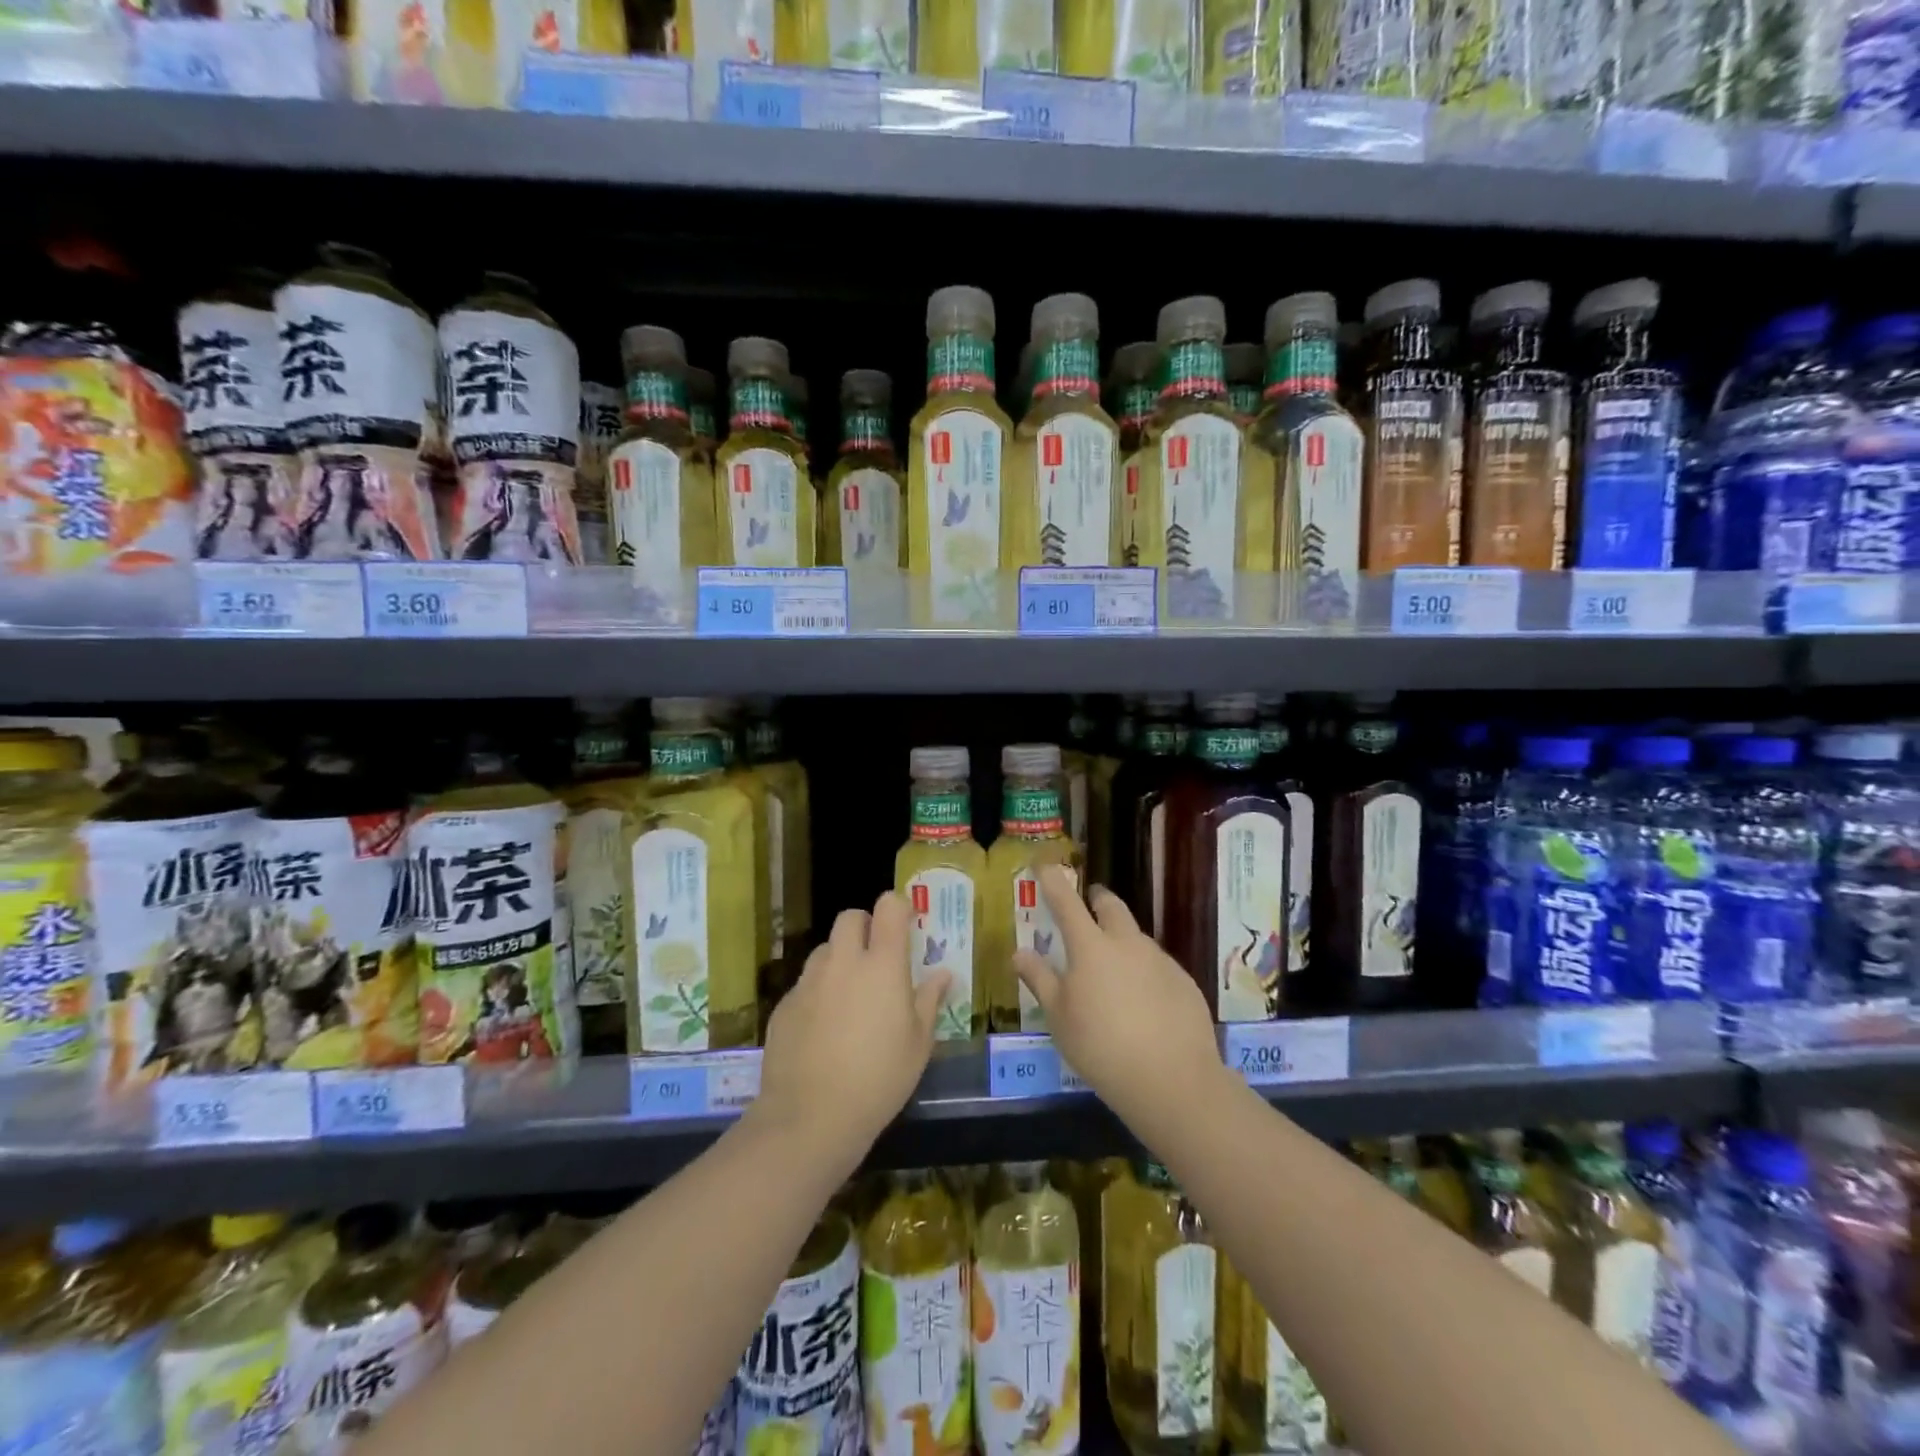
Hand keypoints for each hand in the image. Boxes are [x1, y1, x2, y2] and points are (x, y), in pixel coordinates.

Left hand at [755, 891, 949, 1166]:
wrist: (810, 1117)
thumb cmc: (879, 1079)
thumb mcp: (918, 1044)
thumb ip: (929, 1000)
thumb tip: (943, 973)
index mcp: (882, 965)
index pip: (887, 907)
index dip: (897, 908)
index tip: (906, 925)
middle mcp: (843, 962)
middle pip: (850, 918)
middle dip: (864, 927)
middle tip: (876, 958)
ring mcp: (808, 981)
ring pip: (825, 950)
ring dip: (839, 959)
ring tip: (849, 996)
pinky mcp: (784, 1005)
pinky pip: (805, 984)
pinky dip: (818, 992)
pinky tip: (823, 1029)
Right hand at [1012, 865, 1225, 1133]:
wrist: (1173, 1080)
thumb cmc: (1101, 1048)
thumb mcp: (1059, 1017)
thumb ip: (1040, 980)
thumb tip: (1019, 952)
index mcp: (1090, 948)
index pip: (1066, 903)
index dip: (1053, 881)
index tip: (1045, 864)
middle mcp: (1127, 943)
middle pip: (1111, 906)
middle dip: (1097, 899)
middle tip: (1088, 904)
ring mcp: (1160, 960)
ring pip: (1136, 937)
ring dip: (1122, 940)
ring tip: (1114, 971)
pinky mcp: (1184, 981)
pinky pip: (1158, 965)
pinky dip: (1145, 972)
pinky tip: (1144, 1004)